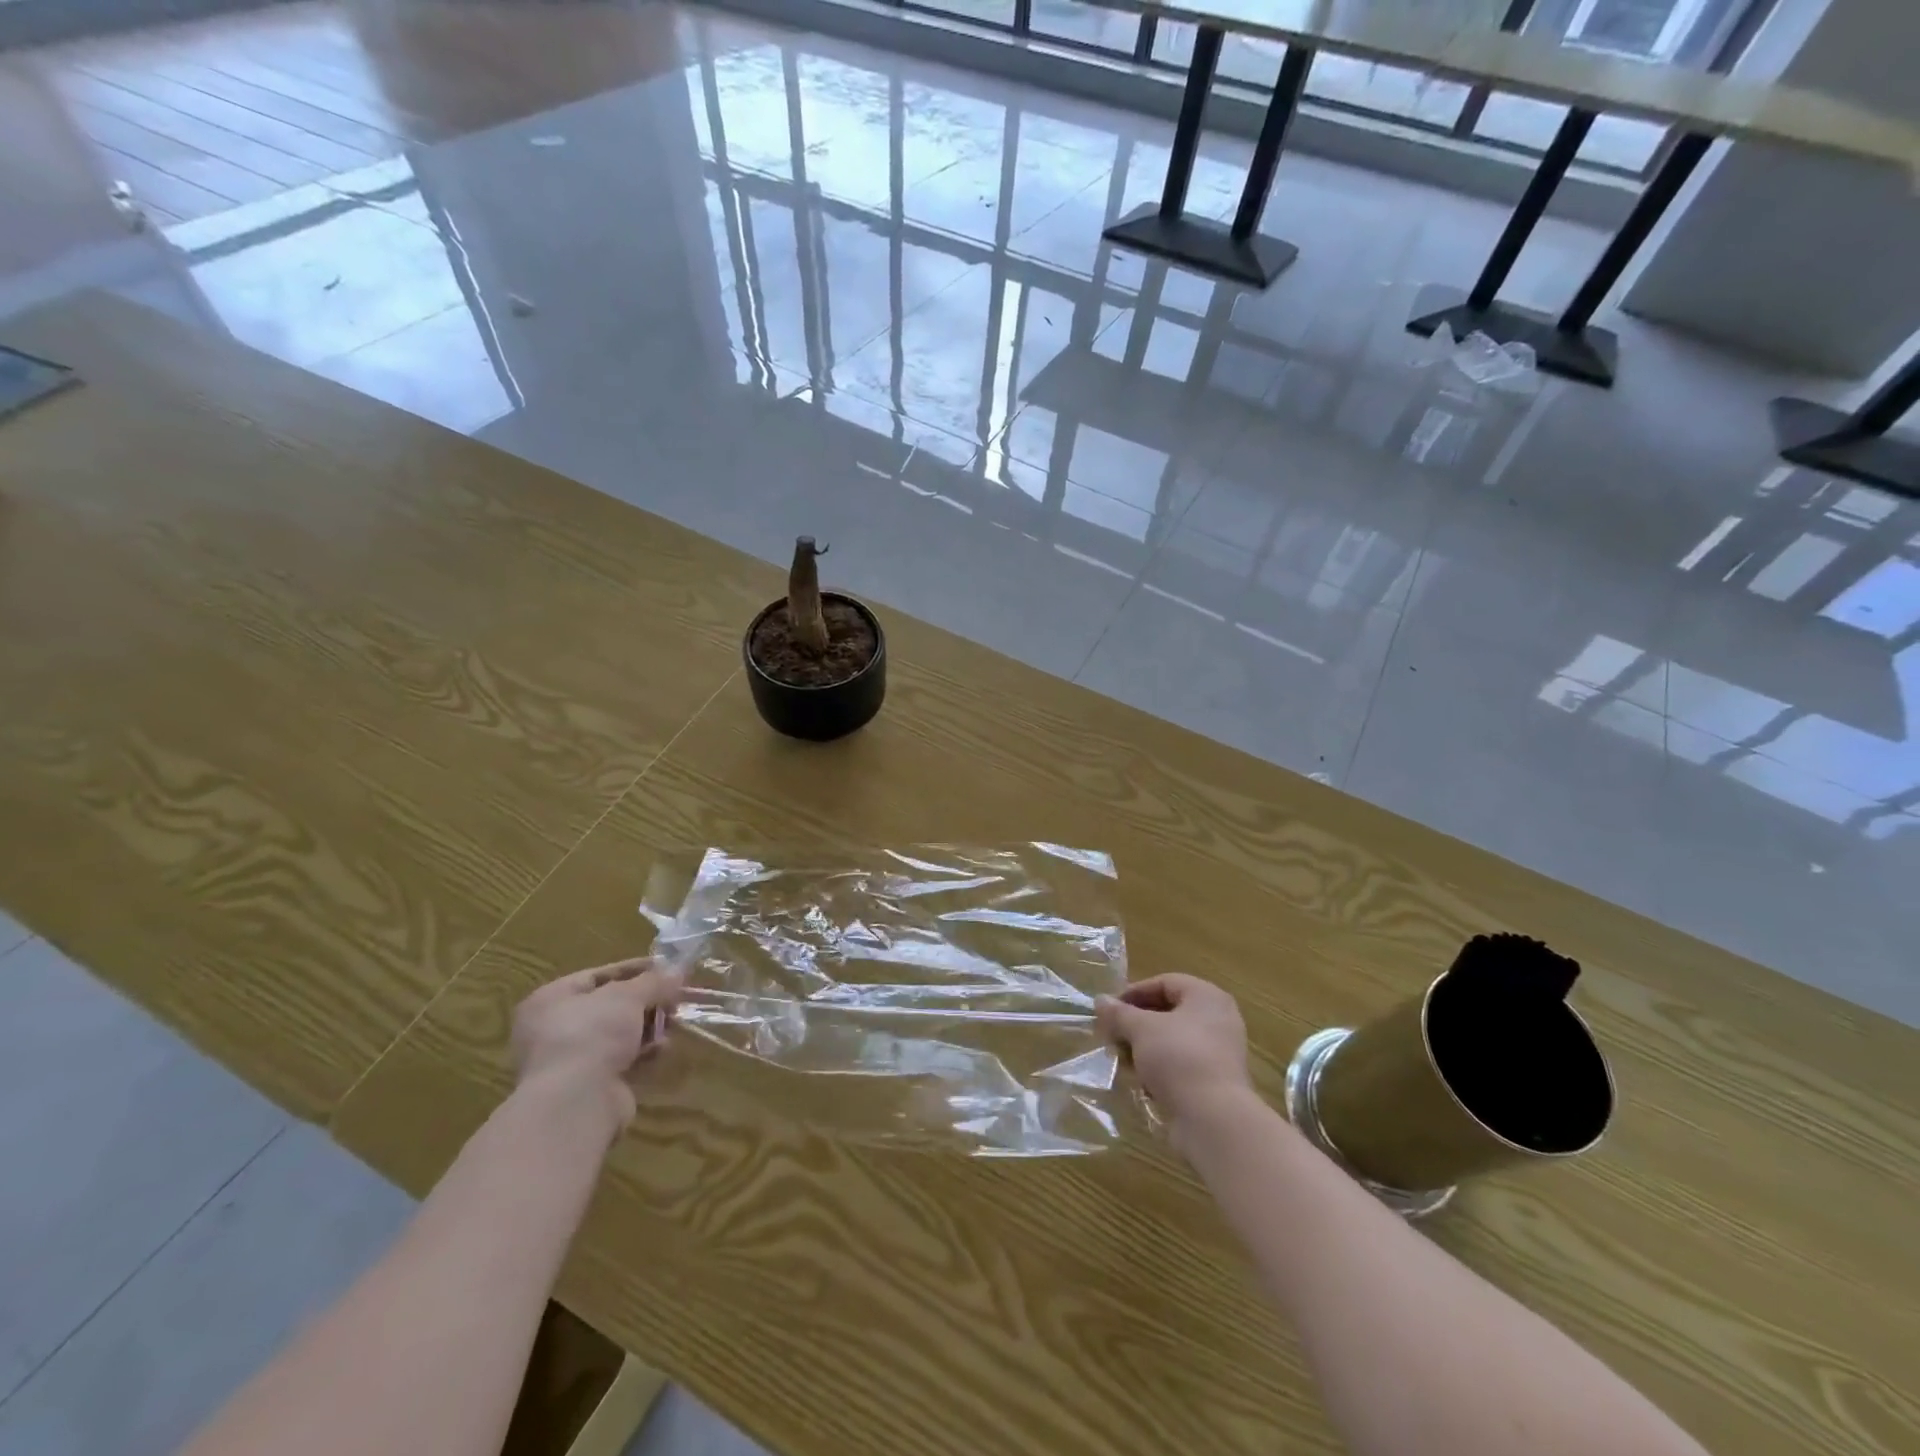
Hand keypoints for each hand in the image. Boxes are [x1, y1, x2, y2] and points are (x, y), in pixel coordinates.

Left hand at [511, 957, 682, 1124]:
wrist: (575, 1102)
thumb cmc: (592, 1033)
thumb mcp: (628, 996)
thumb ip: (653, 981)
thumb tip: (677, 972)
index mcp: (550, 1000)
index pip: (597, 975)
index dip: (634, 969)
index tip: (666, 967)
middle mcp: (553, 1029)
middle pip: (610, 1006)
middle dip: (646, 1002)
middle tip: (674, 998)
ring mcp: (569, 1061)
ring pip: (618, 1035)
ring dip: (647, 1028)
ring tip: (674, 1023)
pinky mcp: (587, 1087)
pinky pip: (621, 1061)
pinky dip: (642, 1054)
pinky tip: (662, 1049)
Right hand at [1097, 974, 1252, 1132]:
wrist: (1213, 1119)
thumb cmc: (1178, 1058)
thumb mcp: (1141, 1029)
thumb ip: (1119, 1013)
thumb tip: (1100, 1001)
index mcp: (1207, 997)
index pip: (1164, 982)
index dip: (1134, 993)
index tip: (1109, 1010)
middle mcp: (1218, 1020)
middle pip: (1168, 1012)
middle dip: (1136, 1023)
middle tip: (1112, 1035)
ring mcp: (1219, 1053)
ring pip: (1173, 1041)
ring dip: (1145, 1048)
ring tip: (1123, 1060)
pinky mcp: (1215, 1082)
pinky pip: (1181, 1065)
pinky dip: (1160, 1069)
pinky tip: (1142, 1083)